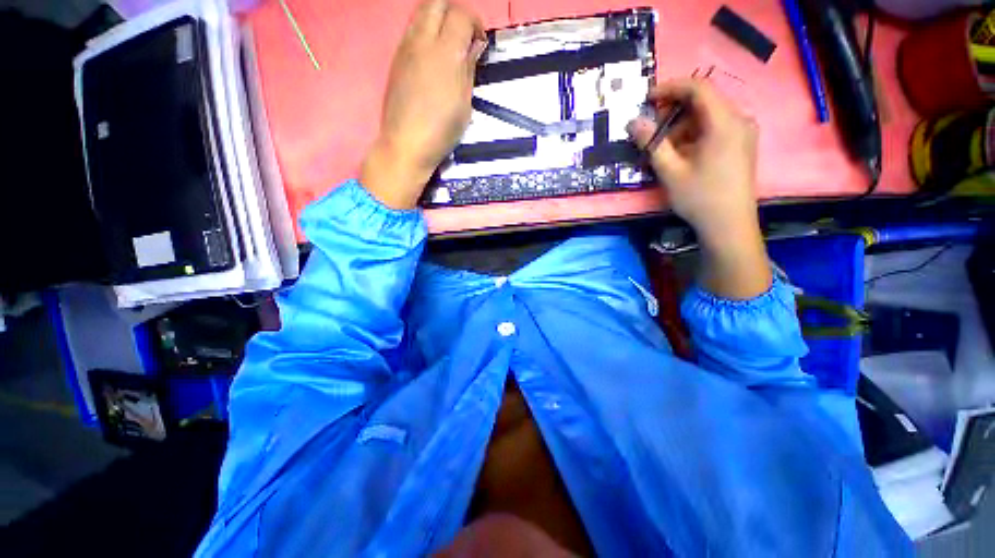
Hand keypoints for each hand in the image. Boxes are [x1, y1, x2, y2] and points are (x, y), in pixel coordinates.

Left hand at [361, 0, 486, 208]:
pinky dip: (425, 31)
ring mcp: (404, 49)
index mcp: (444, 51)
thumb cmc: (442, 124)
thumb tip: (473, 43)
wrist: (404, 145)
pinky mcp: (395, 59)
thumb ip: (469, 61)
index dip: (474, 22)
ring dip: (437, 18)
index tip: (478, 41)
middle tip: (462, 30)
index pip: (460, 13)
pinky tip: (433, 52)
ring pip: (419, 14)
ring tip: (448, 40)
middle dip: (453, 9)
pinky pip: (411, 31)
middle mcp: (420, 42)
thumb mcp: (466, 93)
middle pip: (434, 3)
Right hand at [627, 79, 759, 244]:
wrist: (733, 233)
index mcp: (725, 123)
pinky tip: (687, 151)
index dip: (670, 87)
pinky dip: (700, 131)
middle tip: (656, 124)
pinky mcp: (745, 146)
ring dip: (686, 122)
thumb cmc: (703, 201)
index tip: (649, 100)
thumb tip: (634, 120)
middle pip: (704, 98)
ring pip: (710, 113)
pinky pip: (719, 125)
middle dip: (676, 107)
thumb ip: (651, 141)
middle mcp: (739, 121)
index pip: (697, 86)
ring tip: (669, 145)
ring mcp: (745, 134)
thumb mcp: (671, 171)